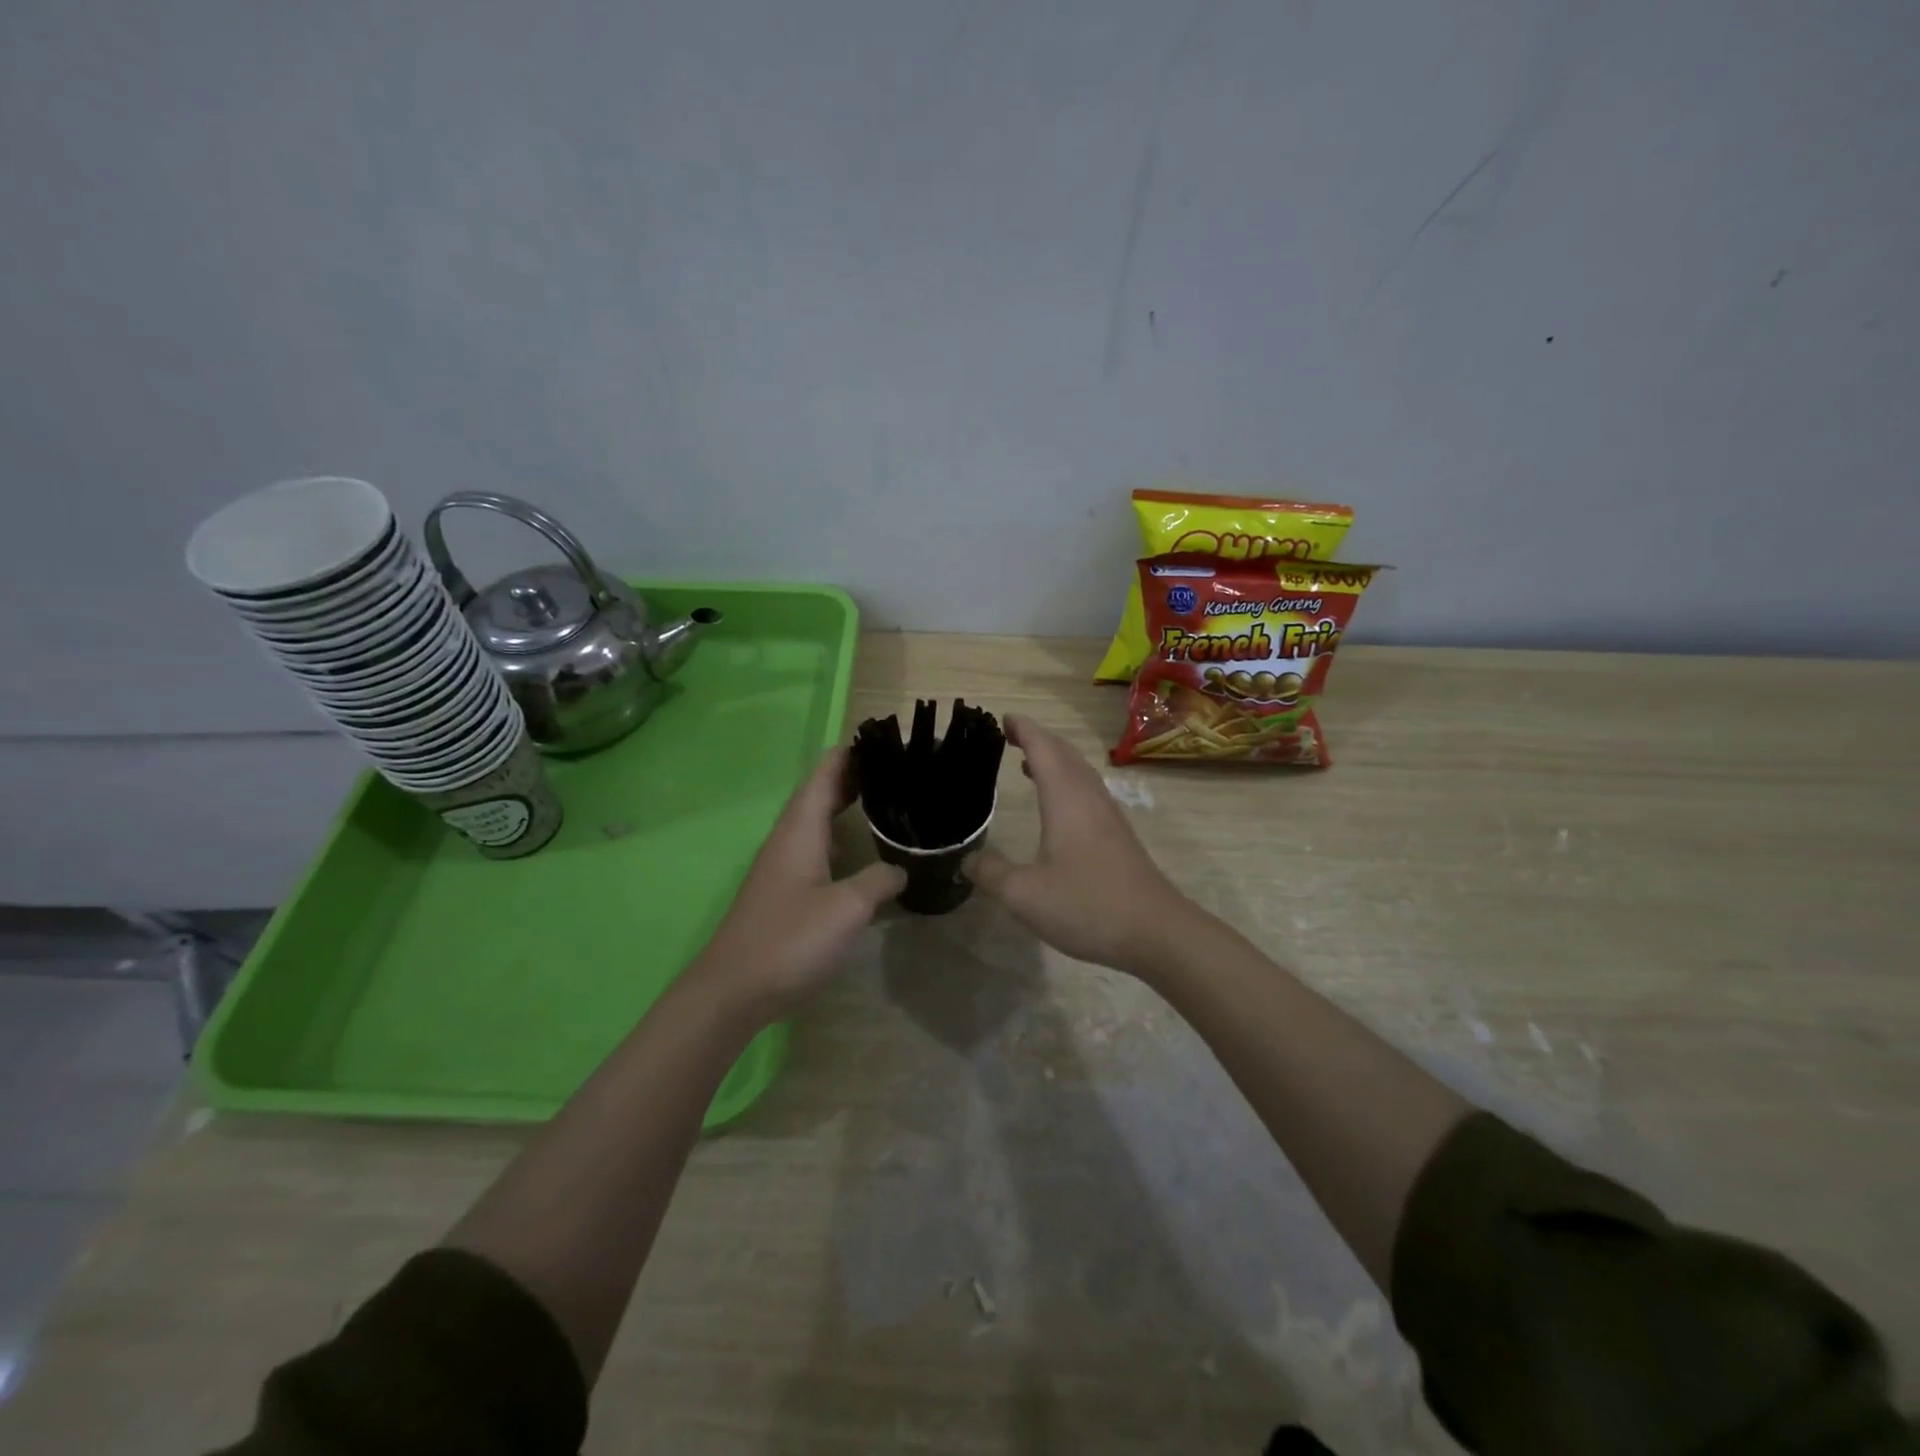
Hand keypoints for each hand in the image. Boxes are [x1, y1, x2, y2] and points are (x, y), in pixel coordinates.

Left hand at [689, 749, 904, 1023]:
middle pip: (818, 795)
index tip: (880, 738)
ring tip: (881, 800)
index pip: (823, 776)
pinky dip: (838, 838)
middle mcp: (787, 840)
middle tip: (892, 768)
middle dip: (851, 777)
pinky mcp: (782, 892)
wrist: (732, 990)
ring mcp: (782, 867)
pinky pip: (815, 849)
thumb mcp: (846, 908)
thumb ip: (878, 881)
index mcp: (799, 831)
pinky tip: (858, 853)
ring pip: (815, 822)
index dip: (848, 754)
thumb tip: (901, 869)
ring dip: (843, 806)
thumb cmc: (790, 939)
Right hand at [965, 715, 1203, 976]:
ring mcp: (1108, 816)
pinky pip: (1088, 791)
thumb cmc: (1087, 904)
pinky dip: (1068, 781)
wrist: (1155, 931)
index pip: (1042, 749)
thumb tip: (967, 860)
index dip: (1023, 730)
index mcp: (1065, 799)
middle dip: (1038, 739)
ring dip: (1055, 759)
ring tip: (1029, 763)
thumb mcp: (1024, 894)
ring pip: (1080, 772)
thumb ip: (991, 873)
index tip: (1004, 719)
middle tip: (1012, 734)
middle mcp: (1088, 798)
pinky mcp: (1118, 835)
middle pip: (1064, 754)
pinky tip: (1059, 806)